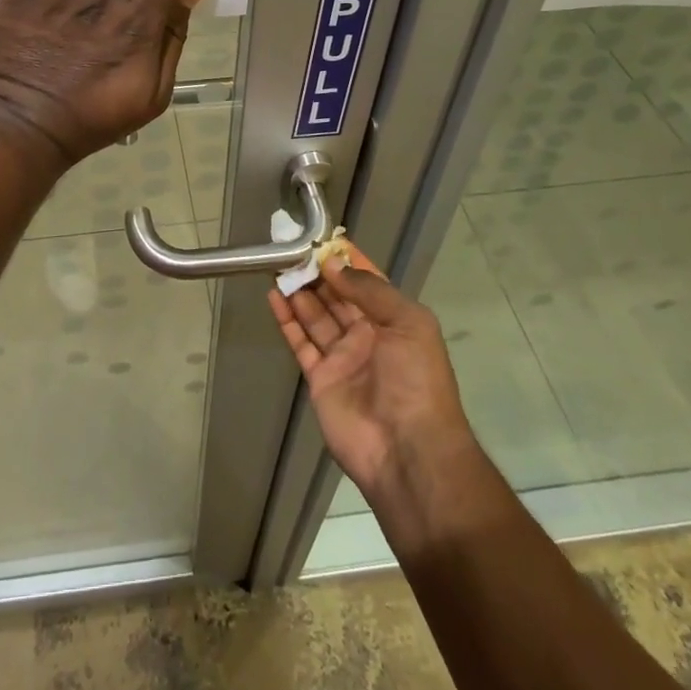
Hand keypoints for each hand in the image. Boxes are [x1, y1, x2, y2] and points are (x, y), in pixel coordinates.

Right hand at [269, 261, 482, 536]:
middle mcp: (368, 335)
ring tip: (277, 264)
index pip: (367, 282)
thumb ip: (369, 290)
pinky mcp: (320, 378)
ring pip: (316, 315)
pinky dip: (287, 319)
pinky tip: (273, 296)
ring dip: (298, 290)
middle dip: (317, 272)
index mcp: (395, 321)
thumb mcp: (408, 324)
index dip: (347, 260)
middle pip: (337, 296)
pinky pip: (300, 341)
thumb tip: (333, 264)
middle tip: (290, 248)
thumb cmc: (416, 380)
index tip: (322, 238)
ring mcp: (343, 358)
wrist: (408, 451)